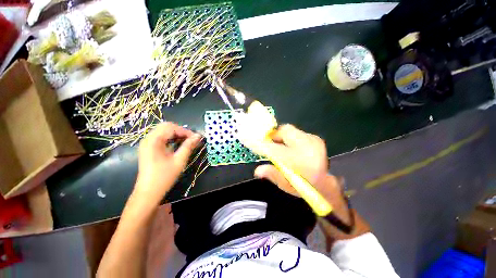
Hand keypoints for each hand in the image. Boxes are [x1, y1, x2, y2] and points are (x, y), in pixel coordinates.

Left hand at [134, 122, 201, 203]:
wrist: (148, 192)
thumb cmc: (164, 177)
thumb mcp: (179, 161)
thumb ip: (188, 146)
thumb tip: (198, 136)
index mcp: (153, 141)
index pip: (171, 128)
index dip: (185, 131)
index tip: (196, 138)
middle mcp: (148, 139)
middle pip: (166, 126)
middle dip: (181, 131)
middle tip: (191, 139)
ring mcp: (147, 143)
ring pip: (163, 130)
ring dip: (176, 134)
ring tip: (187, 141)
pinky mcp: (148, 147)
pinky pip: (161, 137)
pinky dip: (171, 138)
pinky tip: (178, 144)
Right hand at [248, 124, 336, 196]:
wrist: (329, 184)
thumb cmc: (306, 187)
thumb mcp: (287, 185)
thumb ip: (272, 174)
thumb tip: (257, 170)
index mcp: (298, 161)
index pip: (273, 148)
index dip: (260, 144)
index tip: (250, 140)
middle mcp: (306, 146)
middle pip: (284, 130)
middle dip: (274, 135)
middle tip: (269, 144)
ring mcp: (313, 140)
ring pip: (290, 130)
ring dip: (282, 137)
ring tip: (281, 147)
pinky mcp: (316, 139)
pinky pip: (297, 133)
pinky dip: (291, 138)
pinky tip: (292, 148)